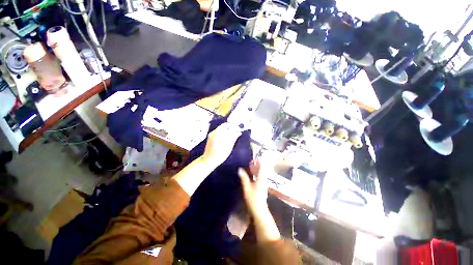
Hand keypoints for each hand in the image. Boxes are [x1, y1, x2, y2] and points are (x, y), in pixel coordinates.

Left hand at [202, 122, 241, 166]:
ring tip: (233, 136)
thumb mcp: (229, 146)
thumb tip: (239, 132)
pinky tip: (227, 139)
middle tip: (236, 132)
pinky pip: (218, 134)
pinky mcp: (210, 139)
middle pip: (223, 127)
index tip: (238, 129)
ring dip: (227, 132)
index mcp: (217, 132)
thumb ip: (234, 137)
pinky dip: (223, 135)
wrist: (209, 160)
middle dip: (230, 129)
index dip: (233, 126)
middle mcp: (213, 132)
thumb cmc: (219, 154)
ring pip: (221, 130)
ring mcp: (211, 135)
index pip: (226, 125)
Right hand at [238, 158, 270, 214]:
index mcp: (261, 179)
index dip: (259, 161)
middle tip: (252, 161)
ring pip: (261, 174)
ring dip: (257, 169)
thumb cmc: (253, 198)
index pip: (262, 167)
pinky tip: (252, 175)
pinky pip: (260, 177)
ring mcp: (264, 184)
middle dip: (257, 165)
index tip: (256, 157)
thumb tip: (240, 169)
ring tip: (251, 166)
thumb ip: (244, 177)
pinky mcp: (262, 188)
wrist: (259, 211)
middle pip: (262, 170)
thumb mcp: (246, 187)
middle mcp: (264, 180)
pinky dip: (256, 174)